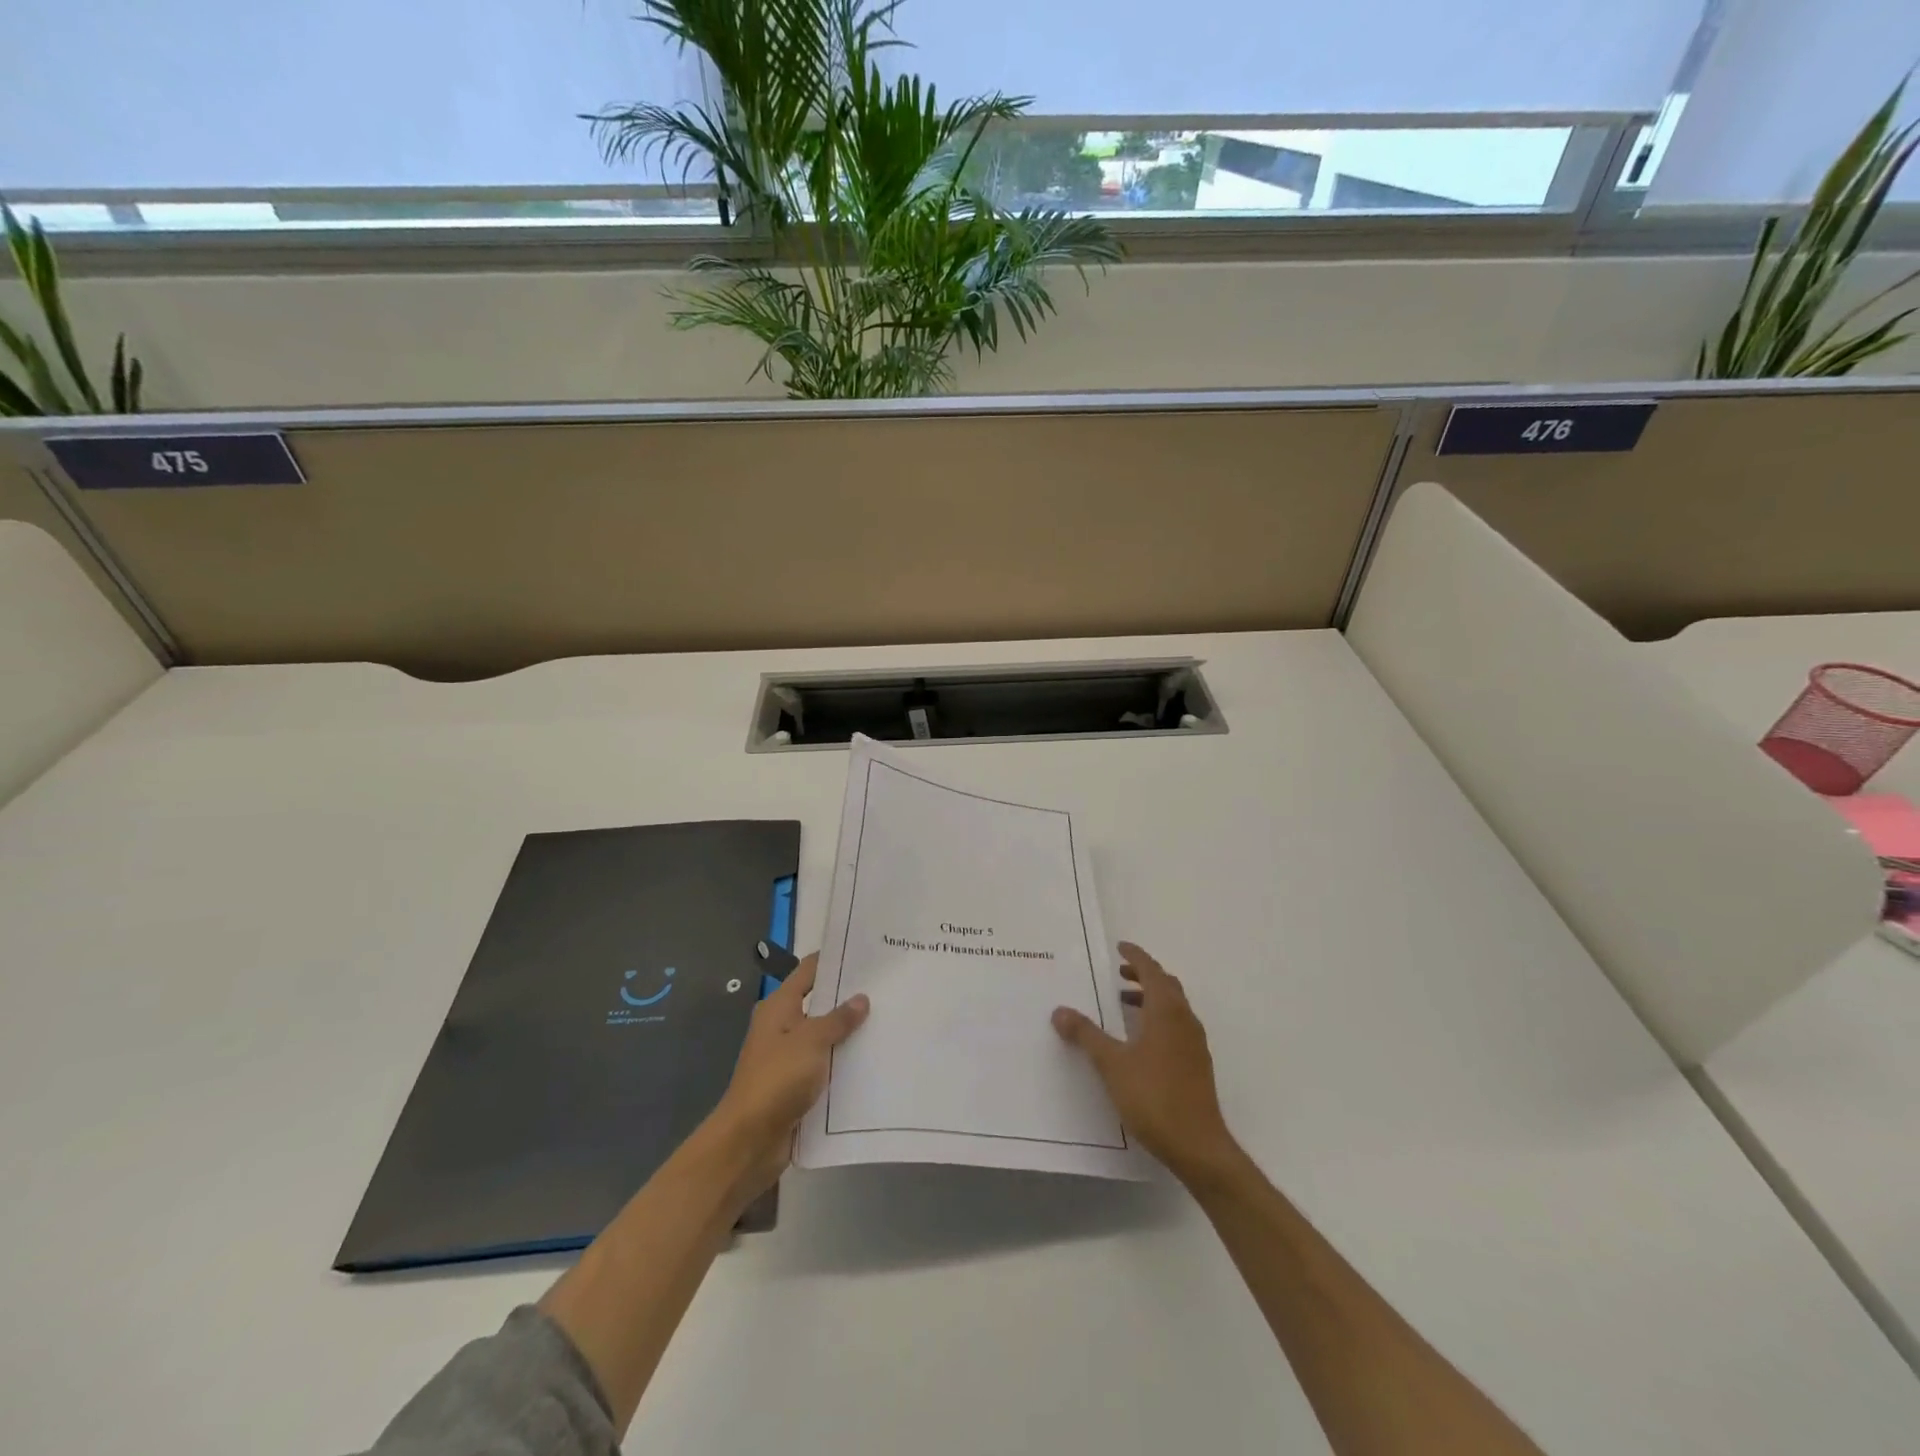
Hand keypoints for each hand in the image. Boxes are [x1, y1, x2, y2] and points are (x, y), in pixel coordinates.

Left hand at [706, 952, 868, 1199]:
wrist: (749, 1141)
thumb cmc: (777, 1080)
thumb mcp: (811, 1041)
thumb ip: (838, 1019)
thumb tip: (861, 998)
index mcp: (779, 1007)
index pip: (809, 971)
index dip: (834, 960)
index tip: (866, 952)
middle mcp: (782, 1026)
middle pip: (819, 1003)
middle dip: (848, 997)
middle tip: (887, 987)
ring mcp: (789, 1057)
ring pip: (824, 1036)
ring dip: (849, 1032)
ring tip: (889, 1020)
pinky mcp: (797, 1085)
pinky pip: (825, 1065)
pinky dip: (843, 1062)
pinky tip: (873, 1059)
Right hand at [1052, 942, 1242, 1185]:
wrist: (1198, 1146)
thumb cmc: (1154, 1097)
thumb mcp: (1112, 1064)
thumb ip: (1086, 1035)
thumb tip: (1060, 1010)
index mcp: (1167, 1012)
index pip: (1152, 971)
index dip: (1136, 957)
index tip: (1120, 947)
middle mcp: (1185, 1020)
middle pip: (1167, 985)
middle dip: (1144, 975)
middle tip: (1119, 973)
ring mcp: (1194, 1044)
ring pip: (1174, 1007)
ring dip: (1151, 997)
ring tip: (1124, 1003)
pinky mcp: (1197, 1064)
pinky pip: (1177, 1026)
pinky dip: (1158, 1018)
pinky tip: (1140, 1039)